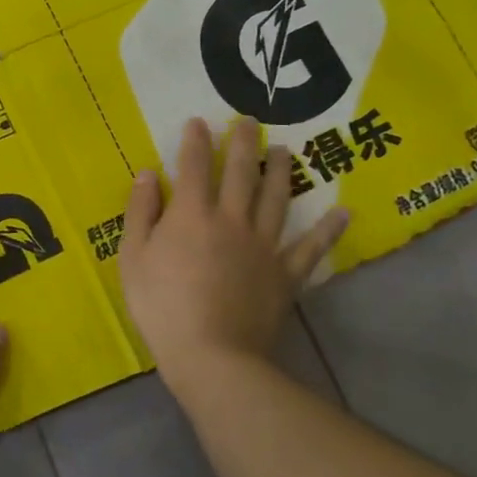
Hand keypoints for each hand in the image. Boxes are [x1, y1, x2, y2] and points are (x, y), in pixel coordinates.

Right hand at [121, 116, 348, 388]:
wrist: (212, 355)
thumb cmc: (163, 305)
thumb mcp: (133, 257)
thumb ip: (140, 212)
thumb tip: (147, 174)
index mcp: (192, 213)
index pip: (194, 165)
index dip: (196, 140)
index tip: (199, 121)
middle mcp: (232, 219)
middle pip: (241, 172)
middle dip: (244, 143)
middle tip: (250, 121)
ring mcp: (264, 245)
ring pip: (276, 199)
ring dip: (282, 172)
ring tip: (286, 151)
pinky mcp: (286, 274)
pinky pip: (311, 247)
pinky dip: (328, 230)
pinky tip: (342, 212)